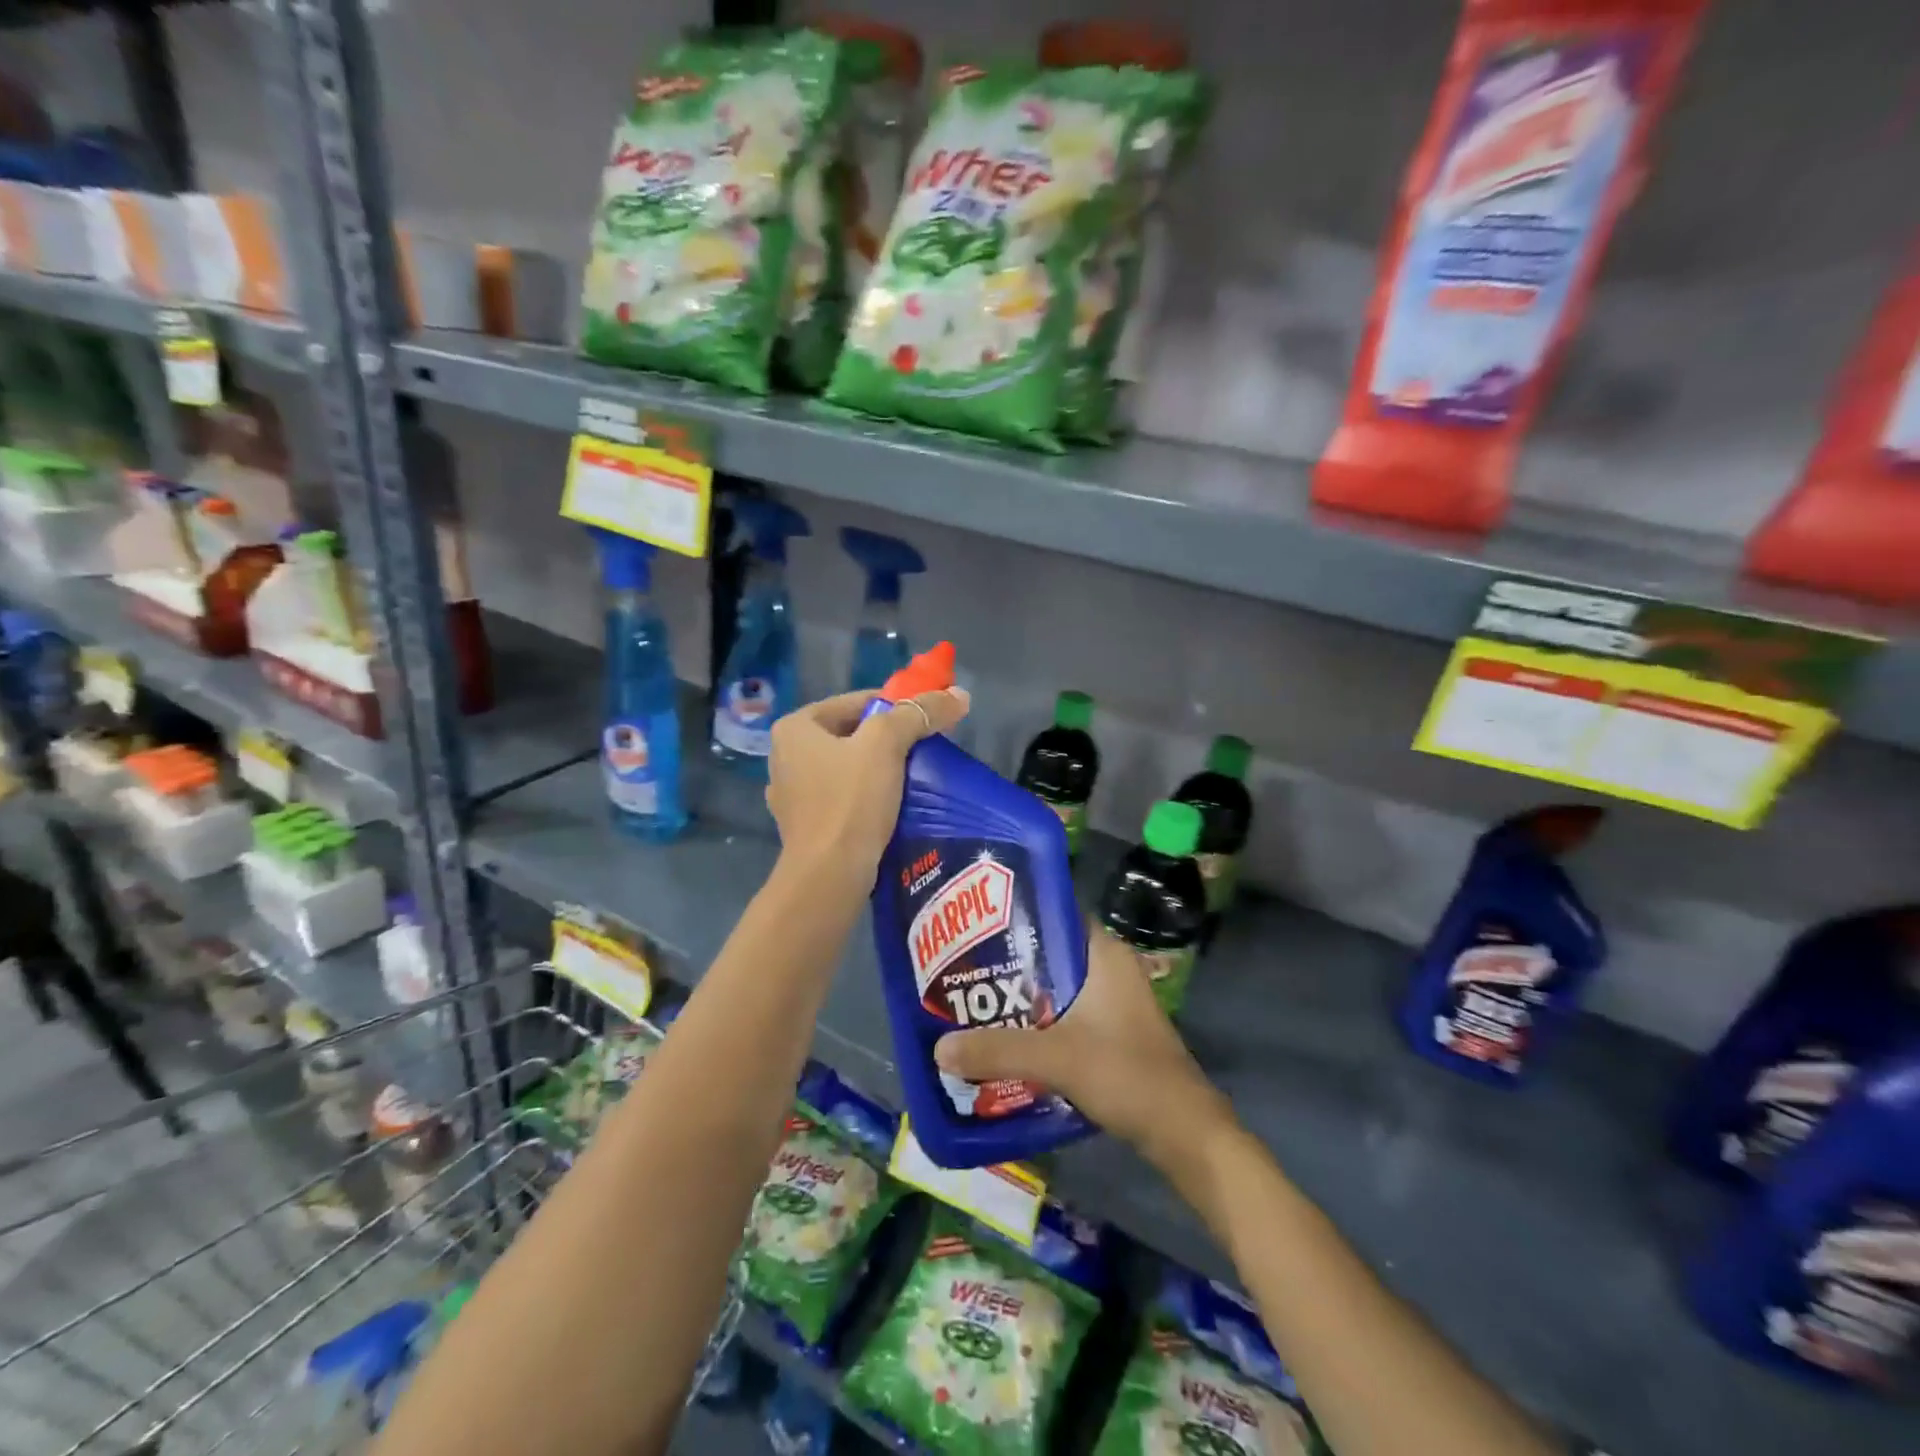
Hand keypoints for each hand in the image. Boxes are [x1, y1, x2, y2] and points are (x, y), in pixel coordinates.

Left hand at [766, 685, 970, 886]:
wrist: (829, 875)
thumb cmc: (851, 800)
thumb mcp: (887, 745)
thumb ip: (920, 713)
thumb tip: (959, 695)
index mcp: (795, 727)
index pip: (857, 701)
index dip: (897, 708)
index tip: (927, 722)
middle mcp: (784, 756)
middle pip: (852, 734)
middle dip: (889, 740)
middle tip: (925, 750)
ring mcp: (792, 794)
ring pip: (847, 767)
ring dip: (879, 769)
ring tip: (913, 779)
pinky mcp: (805, 826)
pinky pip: (843, 798)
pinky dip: (866, 797)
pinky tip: (890, 807)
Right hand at [934, 926, 1232, 1165]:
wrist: (1184, 1132)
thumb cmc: (1126, 1074)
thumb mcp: (1056, 1058)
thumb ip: (998, 1051)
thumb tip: (938, 1049)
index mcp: (1103, 953)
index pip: (1053, 913)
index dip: (1013, 916)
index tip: (972, 924)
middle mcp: (1108, 967)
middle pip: (1048, 952)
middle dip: (1007, 961)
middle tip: (961, 965)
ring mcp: (1113, 1000)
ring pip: (1055, 986)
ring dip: (1021, 995)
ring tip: (974, 999)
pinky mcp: (1112, 1031)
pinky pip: (1065, 1013)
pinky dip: (1037, 1020)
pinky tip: (1006, 1035)